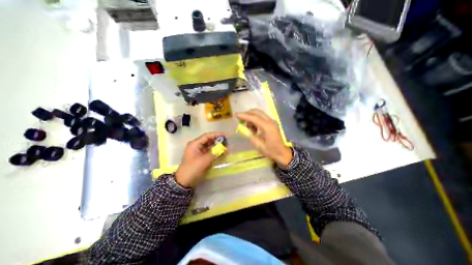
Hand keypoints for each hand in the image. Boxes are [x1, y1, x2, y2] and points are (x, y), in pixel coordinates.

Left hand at [175, 132, 223, 188]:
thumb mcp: (204, 160)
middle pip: (208, 141)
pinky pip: (209, 153)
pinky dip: (215, 152)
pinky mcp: (201, 158)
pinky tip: (222, 153)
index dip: (216, 135)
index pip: (207, 136)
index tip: (225, 135)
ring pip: (210, 147)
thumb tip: (223, 148)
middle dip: (217, 141)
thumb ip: (214, 153)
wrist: (184, 182)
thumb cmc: (193, 169)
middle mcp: (196, 146)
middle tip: (227, 142)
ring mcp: (199, 152)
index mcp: (195, 144)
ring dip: (217, 147)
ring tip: (226, 148)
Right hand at [235, 109, 290, 166]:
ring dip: (251, 116)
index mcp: (267, 127)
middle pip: (257, 112)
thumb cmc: (271, 151)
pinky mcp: (272, 122)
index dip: (244, 115)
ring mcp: (272, 121)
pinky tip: (253, 127)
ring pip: (259, 113)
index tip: (236, 115)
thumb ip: (250, 136)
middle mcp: (270, 121)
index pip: (254, 118)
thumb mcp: (259, 146)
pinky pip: (261, 117)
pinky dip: (255, 119)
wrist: (282, 153)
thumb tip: (244, 129)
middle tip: (239, 119)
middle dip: (247, 113)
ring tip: (246, 126)